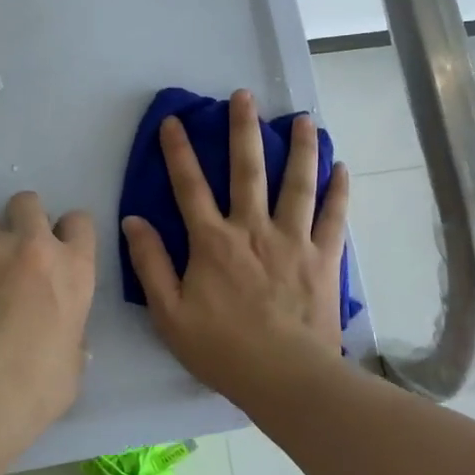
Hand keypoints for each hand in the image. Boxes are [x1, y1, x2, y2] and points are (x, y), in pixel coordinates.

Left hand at [0, 191, 96, 447]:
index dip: (70, 231)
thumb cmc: (40, 386)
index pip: (79, 221)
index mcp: (72, 268)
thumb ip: (69, 334)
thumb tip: (62, 336)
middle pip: (26, 202)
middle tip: (19, 248)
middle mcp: (29, 249)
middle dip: (23, 217)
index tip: (62, 248)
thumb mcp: (73, 360)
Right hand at [121, 88, 350, 414]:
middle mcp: (253, 229)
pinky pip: (334, 217)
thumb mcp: (169, 313)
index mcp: (213, 241)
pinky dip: (338, 191)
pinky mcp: (324, 257)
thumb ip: (150, 264)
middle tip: (244, 96)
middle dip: (243, 129)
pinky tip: (341, 167)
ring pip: (297, 184)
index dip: (178, 151)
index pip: (190, 186)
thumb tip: (133, 220)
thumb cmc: (223, 349)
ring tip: (302, 118)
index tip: (174, 120)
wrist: (286, 378)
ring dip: (299, 148)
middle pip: (247, 170)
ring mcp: (293, 240)